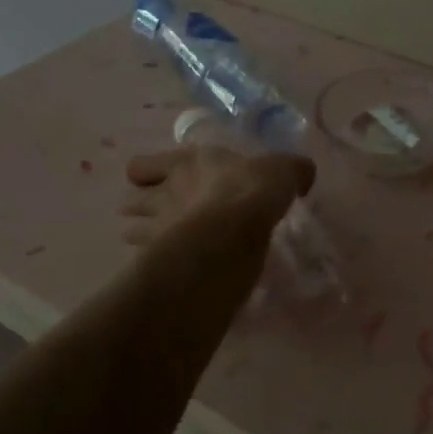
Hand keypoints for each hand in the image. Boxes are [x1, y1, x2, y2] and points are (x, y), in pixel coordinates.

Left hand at [119, 145, 315, 247]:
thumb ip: (290, 171)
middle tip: (159, 217)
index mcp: (186, 164)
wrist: (232, 234)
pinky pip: (145, 261)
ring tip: (160, 245)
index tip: (160, 181)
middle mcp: (164, 194)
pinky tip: (172, 269)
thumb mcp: (282, 171)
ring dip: (141, 236)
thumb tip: (302, 174)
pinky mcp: (161, 262)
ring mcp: (157, 229)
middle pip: (131, 201)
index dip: (147, 173)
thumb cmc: (251, 192)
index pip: (142, 165)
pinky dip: (153, 265)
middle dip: (139, 208)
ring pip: (131, 231)